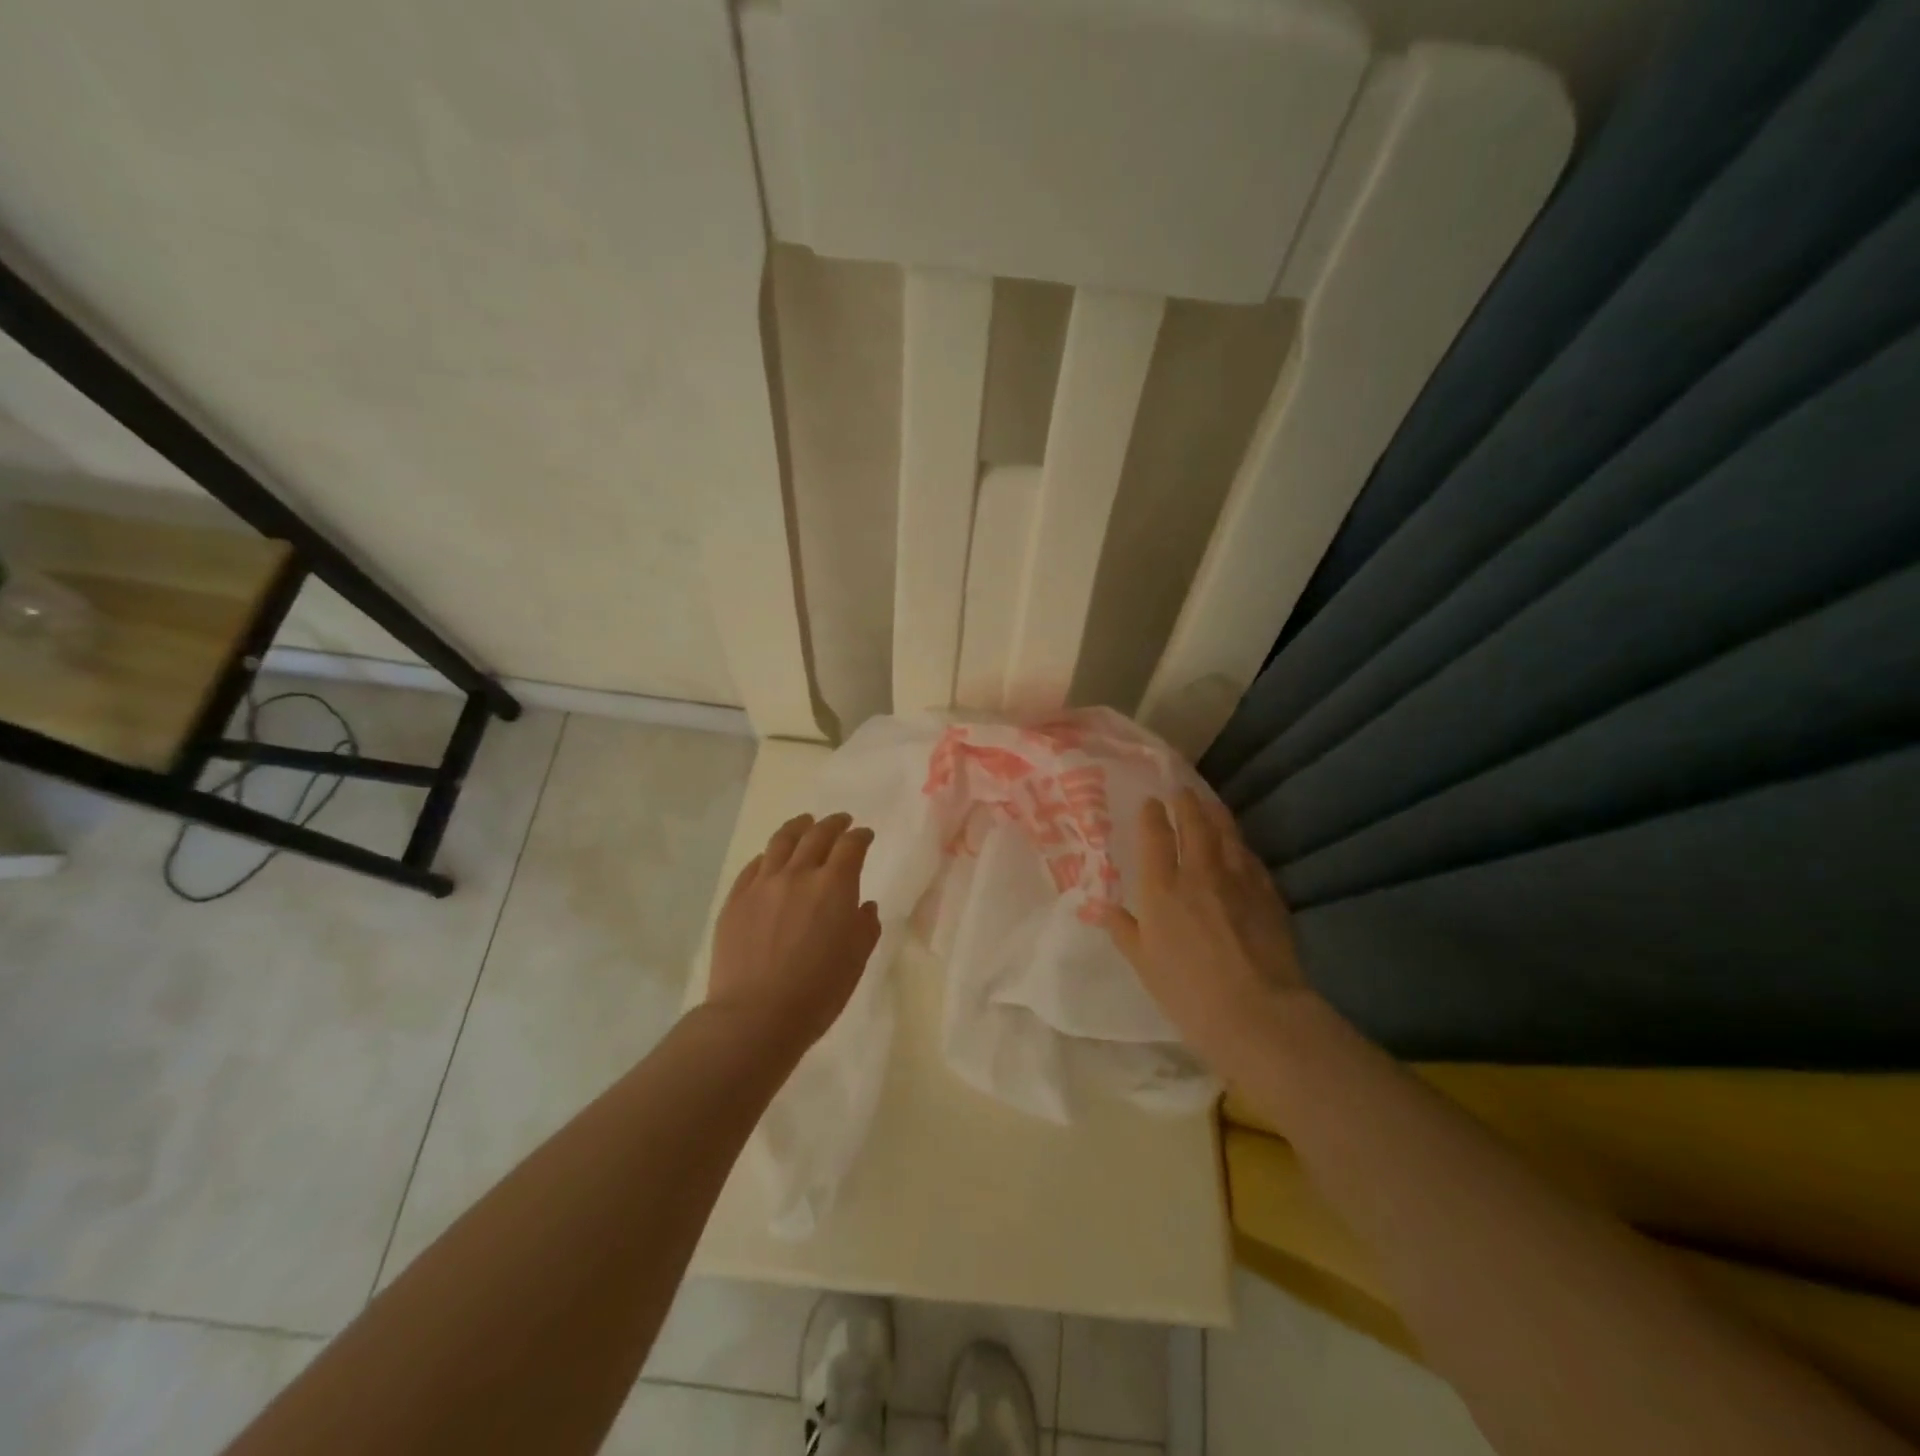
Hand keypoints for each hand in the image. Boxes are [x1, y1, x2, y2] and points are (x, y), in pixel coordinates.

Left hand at [708, 811, 882, 1050]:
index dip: (860, 836)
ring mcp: (762, 884)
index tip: (865, 835)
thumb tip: (863, 906)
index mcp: (834, 885)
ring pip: (781, 841)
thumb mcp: (856, 961)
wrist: (755, 1016)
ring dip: (798, 827)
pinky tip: (771, 859)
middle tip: (841, 821)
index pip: (851, 846)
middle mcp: (798, 874)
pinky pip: (754, 866)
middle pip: (817, 835)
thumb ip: (865, 927)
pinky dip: (768, 856)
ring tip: (804, 823)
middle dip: (833, 824)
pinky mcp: (736, 900)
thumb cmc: (817, 992)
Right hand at [1101, 790, 1310, 1076]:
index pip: (1155, 837)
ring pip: (1226, 834)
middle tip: (1181, 790)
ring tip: (1209, 803)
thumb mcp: (1144, 964)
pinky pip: (1251, 858)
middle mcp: (1199, 873)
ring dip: (1216, 813)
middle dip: (1186, 803)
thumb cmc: (1188, 993)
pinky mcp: (1268, 893)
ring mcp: (1238, 880)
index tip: (1151, 802)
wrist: (1257, 1012)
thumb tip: (1102, 907)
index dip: (1152, 815)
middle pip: (1193, 825)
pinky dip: (1241, 846)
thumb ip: (1124, 930)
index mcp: (1161, 889)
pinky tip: (1240, 846)